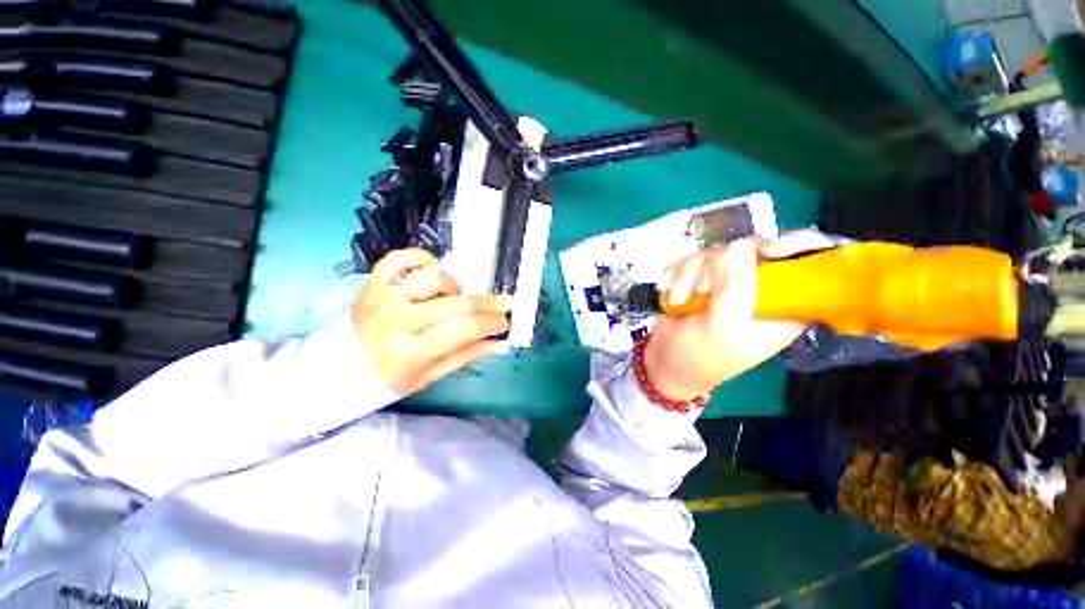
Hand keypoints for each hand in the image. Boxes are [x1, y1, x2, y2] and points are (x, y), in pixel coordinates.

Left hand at [353, 249, 511, 394]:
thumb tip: (498, 341)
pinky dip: (422, 259)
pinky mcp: (373, 282)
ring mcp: (383, 297)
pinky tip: (432, 271)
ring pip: (434, 278)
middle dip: (487, 304)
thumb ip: (466, 355)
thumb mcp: (430, 375)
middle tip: (504, 304)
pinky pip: (401, 257)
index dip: (490, 323)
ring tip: (453, 298)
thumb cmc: (390, 376)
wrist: (341, 367)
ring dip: (453, 287)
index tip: (504, 322)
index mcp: (411, 351)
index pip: (463, 329)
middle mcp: (396, 321)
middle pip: (456, 303)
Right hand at [644, 231, 831, 400]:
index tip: (767, 251)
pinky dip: (677, 275)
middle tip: (702, 291)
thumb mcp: (723, 329)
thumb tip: (737, 245)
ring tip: (680, 301)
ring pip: (714, 252)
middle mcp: (758, 288)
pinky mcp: (701, 278)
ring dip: (689, 276)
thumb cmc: (701, 356)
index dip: (796, 247)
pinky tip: (672, 295)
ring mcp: (727, 280)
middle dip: (715, 268)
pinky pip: (691, 259)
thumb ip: (735, 289)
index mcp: (782, 304)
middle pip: (751, 248)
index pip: (808, 263)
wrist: (665, 362)